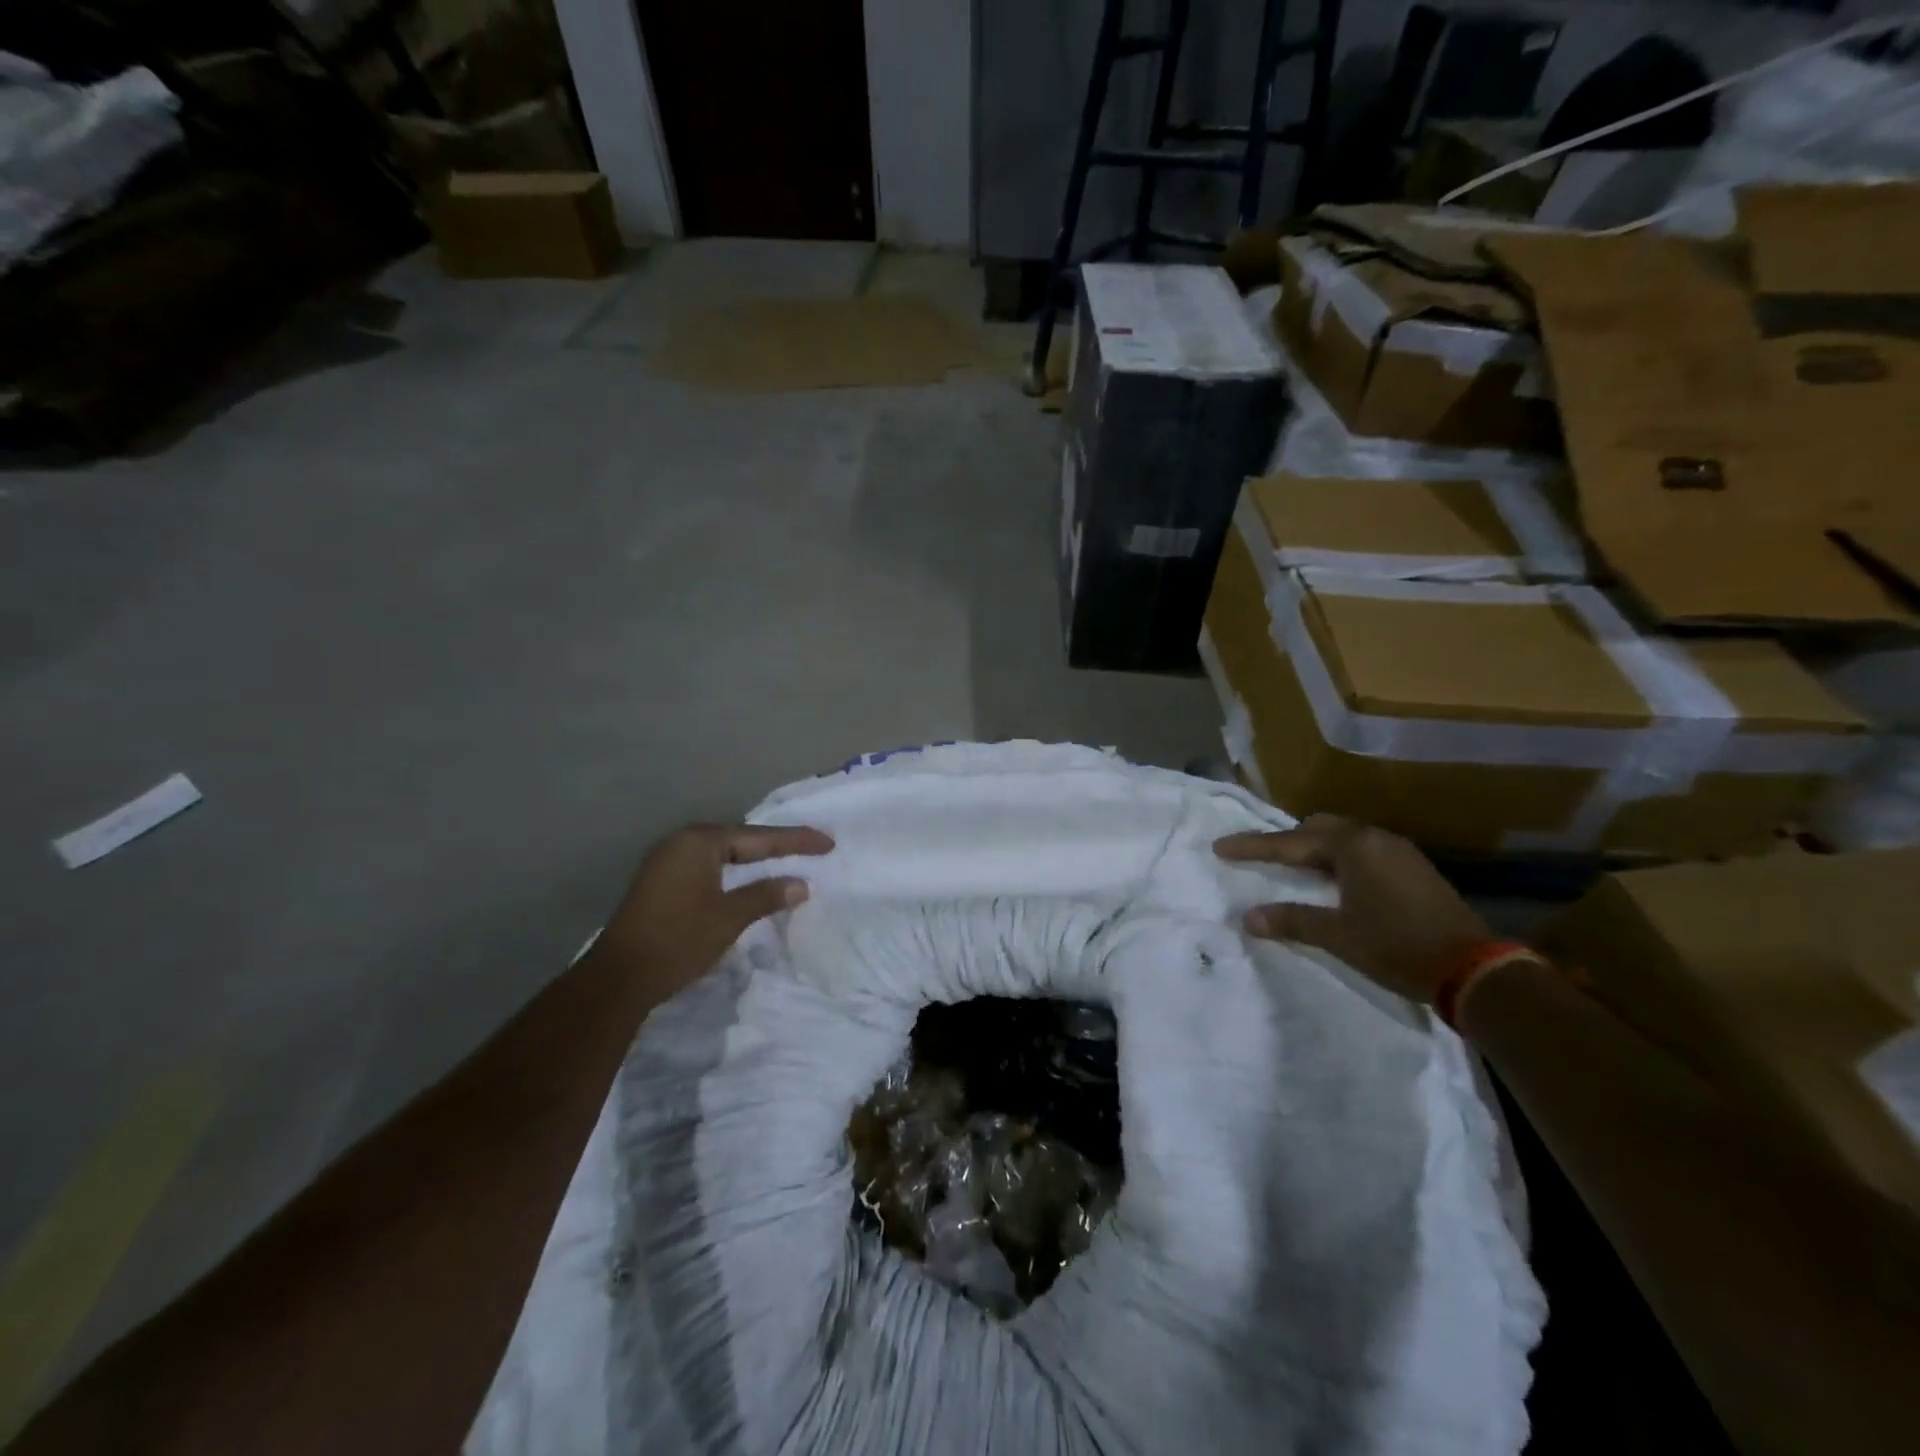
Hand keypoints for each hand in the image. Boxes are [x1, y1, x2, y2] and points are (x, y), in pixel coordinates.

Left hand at [598, 822, 834, 999]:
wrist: (619, 978)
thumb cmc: (678, 940)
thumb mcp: (729, 917)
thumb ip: (767, 895)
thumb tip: (801, 884)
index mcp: (699, 842)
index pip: (758, 837)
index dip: (795, 841)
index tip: (828, 843)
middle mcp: (681, 842)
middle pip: (740, 839)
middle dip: (776, 845)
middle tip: (811, 849)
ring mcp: (667, 861)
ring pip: (723, 853)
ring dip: (754, 858)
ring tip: (787, 859)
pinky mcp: (660, 881)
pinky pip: (708, 866)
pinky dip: (734, 871)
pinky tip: (748, 879)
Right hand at [1214, 815, 1490, 1004]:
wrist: (1475, 969)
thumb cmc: (1397, 946)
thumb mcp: (1338, 936)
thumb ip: (1291, 921)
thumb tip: (1248, 917)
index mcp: (1351, 847)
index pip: (1289, 843)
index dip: (1252, 847)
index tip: (1220, 847)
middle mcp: (1374, 838)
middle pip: (1318, 827)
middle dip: (1287, 840)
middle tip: (1261, 855)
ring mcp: (1399, 851)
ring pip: (1344, 837)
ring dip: (1315, 848)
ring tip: (1295, 867)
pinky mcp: (1415, 868)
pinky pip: (1364, 850)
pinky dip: (1340, 858)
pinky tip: (1337, 880)